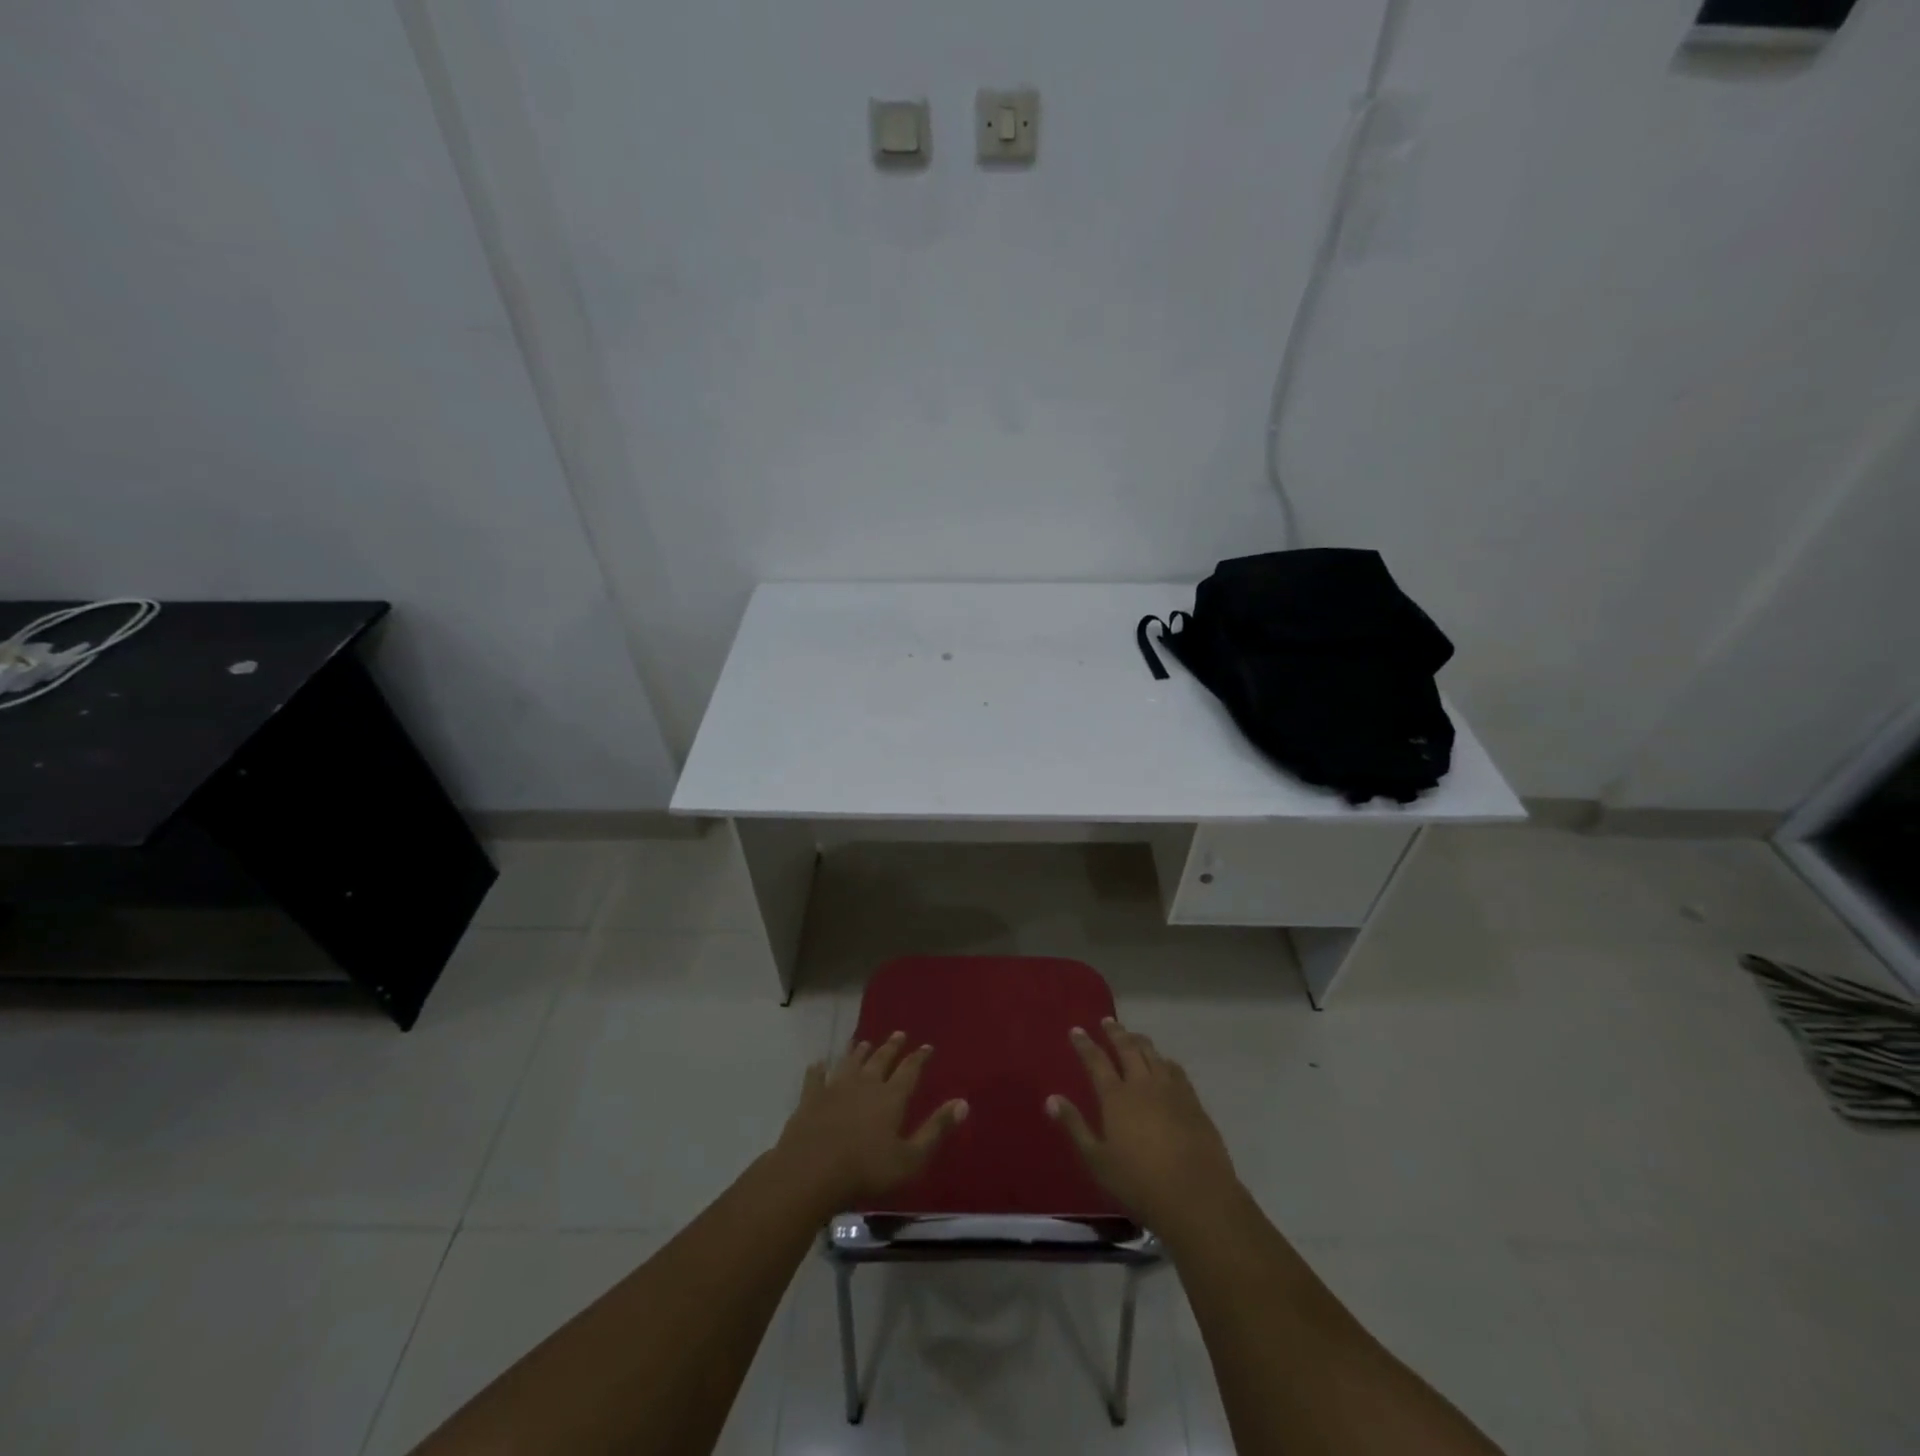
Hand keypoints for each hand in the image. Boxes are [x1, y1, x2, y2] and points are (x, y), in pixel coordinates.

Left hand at [772, 1031, 967, 1212]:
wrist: (811, 1172)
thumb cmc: (866, 1170)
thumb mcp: (910, 1158)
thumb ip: (936, 1130)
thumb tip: (963, 1103)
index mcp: (891, 1097)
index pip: (910, 1070)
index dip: (920, 1058)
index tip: (927, 1046)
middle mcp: (865, 1084)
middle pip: (881, 1059)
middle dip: (891, 1046)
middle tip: (899, 1033)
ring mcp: (835, 1088)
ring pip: (850, 1062)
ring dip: (858, 1051)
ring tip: (864, 1042)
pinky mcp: (811, 1098)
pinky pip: (815, 1077)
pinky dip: (818, 1069)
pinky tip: (818, 1063)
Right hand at [1047, 1017, 1238, 1227]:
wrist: (1196, 1196)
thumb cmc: (1139, 1183)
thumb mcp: (1097, 1160)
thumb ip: (1074, 1126)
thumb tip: (1050, 1099)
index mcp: (1116, 1097)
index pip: (1096, 1061)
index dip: (1085, 1044)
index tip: (1076, 1030)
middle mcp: (1142, 1084)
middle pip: (1127, 1048)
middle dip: (1115, 1032)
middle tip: (1107, 1020)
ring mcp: (1170, 1090)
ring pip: (1152, 1054)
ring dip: (1139, 1041)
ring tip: (1132, 1035)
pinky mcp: (1193, 1102)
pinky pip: (1175, 1070)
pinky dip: (1164, 1060)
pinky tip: (1164, 1063)